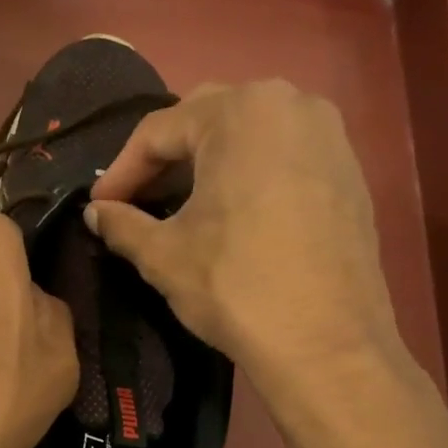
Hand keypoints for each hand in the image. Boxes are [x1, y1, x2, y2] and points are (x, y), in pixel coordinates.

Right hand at [86, 80, 401, 404]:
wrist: (326, 343)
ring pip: (250, 137)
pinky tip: (233, 218)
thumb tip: (96, 213)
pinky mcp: (351, 173)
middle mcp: (291, 104)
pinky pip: (284, 158)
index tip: (100, 207)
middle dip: (165, 160)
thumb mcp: (164, 255)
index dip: (121, 171)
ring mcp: (330, 136)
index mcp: (241, 111)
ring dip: (208, 167)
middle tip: (138, 201)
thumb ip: (123, 224)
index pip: (159, 130)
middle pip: (207, 121)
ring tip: (182, 209)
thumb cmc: (235, 286)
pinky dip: (250, 177)